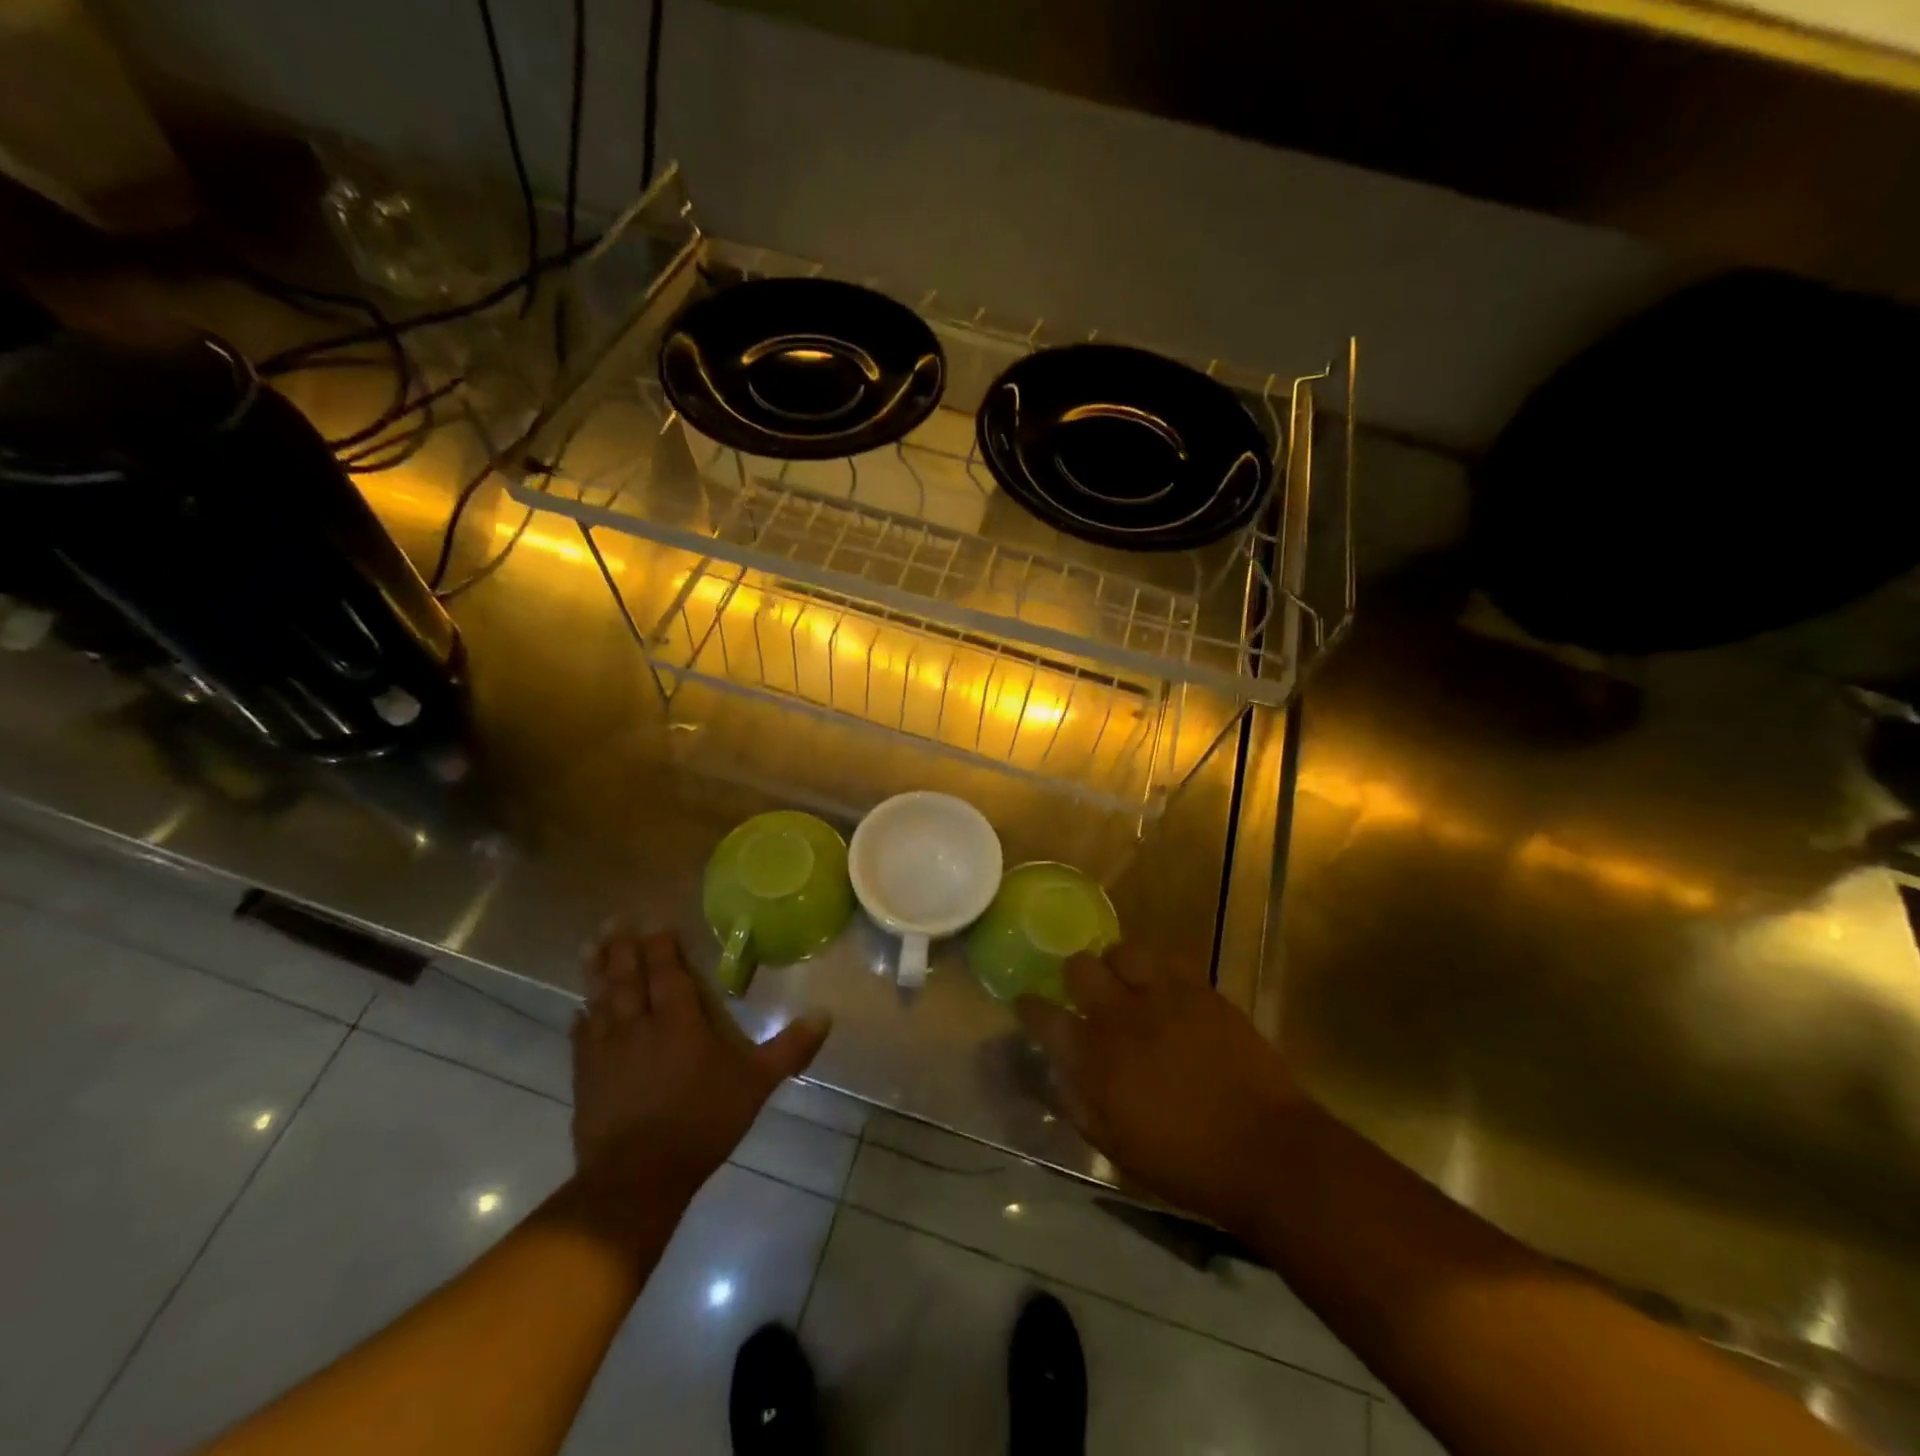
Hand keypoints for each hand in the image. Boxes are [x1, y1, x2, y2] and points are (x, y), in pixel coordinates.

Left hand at [571, 928, 831, 1205]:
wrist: (637, 1177)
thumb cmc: (702, 1121)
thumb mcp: (756, 1083)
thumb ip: (790, 1048)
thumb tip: (826, 1014)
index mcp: (680, 1021)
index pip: (669, 973)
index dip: (662, 948)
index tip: (656, 926)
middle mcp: (640, 1025)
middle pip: (629, 978)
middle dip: (623, 948)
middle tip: (613, 920)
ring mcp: (607, 1051)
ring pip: (600, 1000)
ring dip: (595, 971)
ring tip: (588, 946)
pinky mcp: (586, 1078)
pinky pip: (580, 1038)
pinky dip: (580, 1019)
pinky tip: (577, 1009)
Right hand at [1016, 945, 1305, 1232]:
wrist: (1266, 1151)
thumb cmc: (1185, 1163)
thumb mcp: (1116, 1146)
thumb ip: (1079, 1103)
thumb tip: (1059, 1072)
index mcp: (1096, 1058)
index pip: (1044, 1016)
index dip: (1029, 1006)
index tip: (1026, 1004)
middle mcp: (1122, 1016)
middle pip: (1080, 968)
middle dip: (1074, 976)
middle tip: (1084, 993)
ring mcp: (1164, 997)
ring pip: (1124, 951)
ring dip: (1117, 964)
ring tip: (1126, 982)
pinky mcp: (1201, 991)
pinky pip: (1168, 960)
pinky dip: (1156, 969)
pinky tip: (1163, 989)